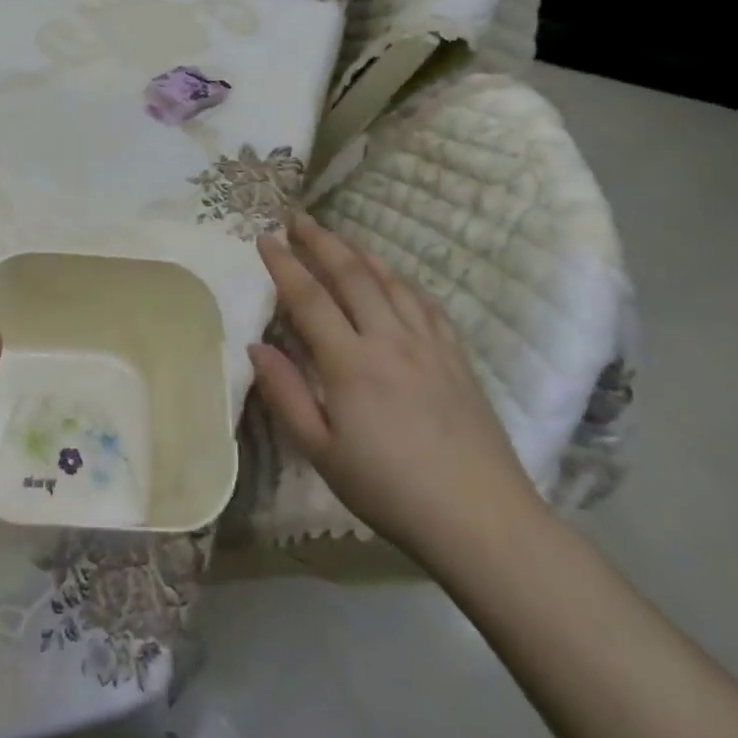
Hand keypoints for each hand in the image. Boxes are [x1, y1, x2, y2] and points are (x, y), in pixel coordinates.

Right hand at [248, 214, 540, 571]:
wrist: (481, 519)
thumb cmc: (390, 490)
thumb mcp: (322, 453)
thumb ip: (286, 394)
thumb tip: (256, 346)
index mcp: (350, 363)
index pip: (309, 298)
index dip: (284, 264)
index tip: (263, 237)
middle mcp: (389, 340)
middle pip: (352, 274)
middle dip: (321, 241)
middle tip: (297, 218)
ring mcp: (428, 345)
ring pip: (391, 282)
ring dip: (360, 253)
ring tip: (338, 237)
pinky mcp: (456, 357)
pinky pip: (425, 304)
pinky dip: (402, 281)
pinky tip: (394, 280)